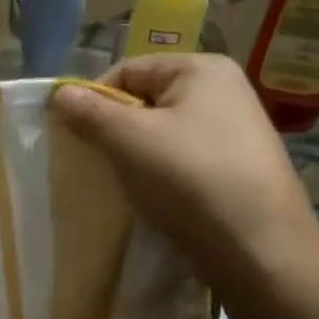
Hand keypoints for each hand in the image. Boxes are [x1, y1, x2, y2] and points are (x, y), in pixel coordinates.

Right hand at [50, 54, 318, 292]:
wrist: (259, 249)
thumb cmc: (190, 179)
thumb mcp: (129, 139)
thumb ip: (89, 112)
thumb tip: (59, 93)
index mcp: (201, 69)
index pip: (126, 71)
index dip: (94, 100)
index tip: (75, 136)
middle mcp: (222, 91)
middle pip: (143, 100)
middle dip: (113, 129)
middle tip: (95, 162)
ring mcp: (232, 130)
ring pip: (159, 133)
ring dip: (132, 154)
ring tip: (122, 182)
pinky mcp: (233, 167)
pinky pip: (179, 158)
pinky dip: (157, 173)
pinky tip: (151, 197)